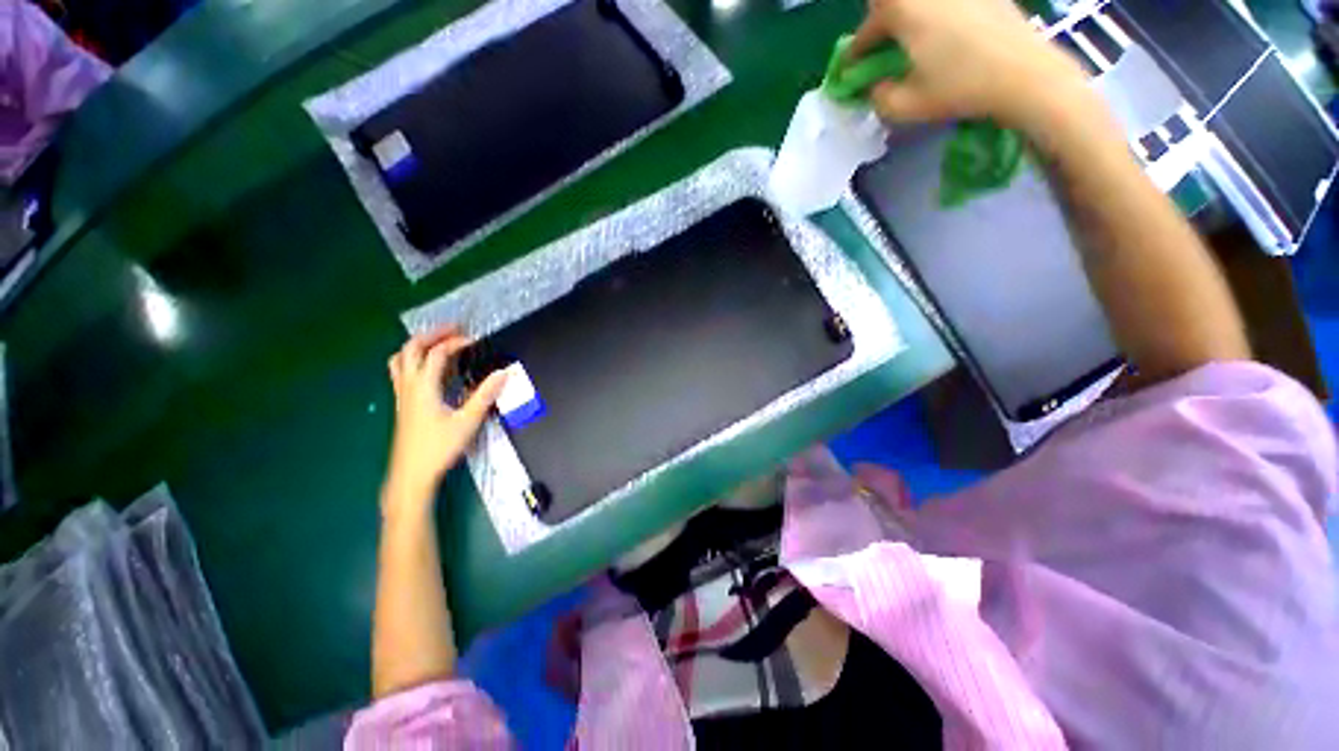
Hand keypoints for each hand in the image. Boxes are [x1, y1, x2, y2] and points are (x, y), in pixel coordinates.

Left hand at [383, 327, 506, 512]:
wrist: (411, 474)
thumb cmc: (439, 448)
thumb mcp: (467, 421)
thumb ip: (485, 395)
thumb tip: (503, 373)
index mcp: (423, 387)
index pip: (437, 353)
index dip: (455, 342)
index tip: (474, 340)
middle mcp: (408, 386)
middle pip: (411, 348)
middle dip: (432, 335)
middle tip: (453, 330)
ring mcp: (402, 395)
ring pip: (400, 359)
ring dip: (418, 345)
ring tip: (437, 343)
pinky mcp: (403, 404)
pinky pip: (401, 372)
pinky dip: (414, 360)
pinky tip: (429, 369)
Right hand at [851, 0, 1088, 130]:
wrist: (1026, 74)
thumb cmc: (961, 88)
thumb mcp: (907, 104)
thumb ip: (879, 97)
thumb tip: (874, 88)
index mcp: (903, 9)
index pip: (867, 30)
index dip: (856, 53)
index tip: (851, 71)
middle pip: (890, 3)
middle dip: (880, 25)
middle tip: (881, 49)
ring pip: (917, 2)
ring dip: (907, 17)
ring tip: (911, 42)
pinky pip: (945, 2)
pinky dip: (935, 13)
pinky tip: (943, 34)